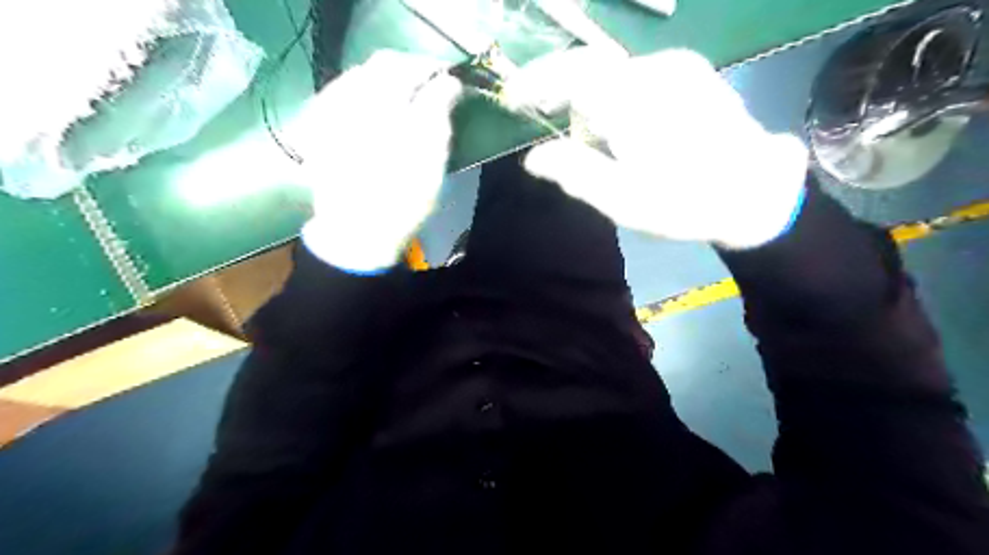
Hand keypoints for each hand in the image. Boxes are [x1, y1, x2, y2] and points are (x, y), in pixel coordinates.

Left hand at [286, 50, 464, 269]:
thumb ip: (438, 110)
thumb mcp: (431, 157)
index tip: (452, 81)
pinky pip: (344, 96)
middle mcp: (350, 98)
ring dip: (388, 82)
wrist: (357, 233)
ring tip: (407, 100)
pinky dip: (366, 96)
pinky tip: (377, 114)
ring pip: (362, 79)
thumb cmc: (403, 198)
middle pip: (382, 66)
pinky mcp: (320, 127)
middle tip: (432, 89)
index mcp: (381, 103)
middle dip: (410, 73)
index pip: (410, 66)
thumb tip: (448, 83)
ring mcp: (329, 112)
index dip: (433, 69)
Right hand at [505, 47, 806, 246]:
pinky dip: (617, 98)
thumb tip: (534, 158)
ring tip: (598, 145)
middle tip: (552, 126)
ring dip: (593, 103)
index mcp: (635, 102)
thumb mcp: (624, 200)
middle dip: (563, 95)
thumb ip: (575, 174)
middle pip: (590, 69)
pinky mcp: (692, 74)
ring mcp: (679, 68)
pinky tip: (627, 130)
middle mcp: (656, 71)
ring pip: (614, 75)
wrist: (756, 192)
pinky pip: (637, 77)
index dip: (536, 81)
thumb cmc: (686, 202)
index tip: (513, 98)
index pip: (572, 72)